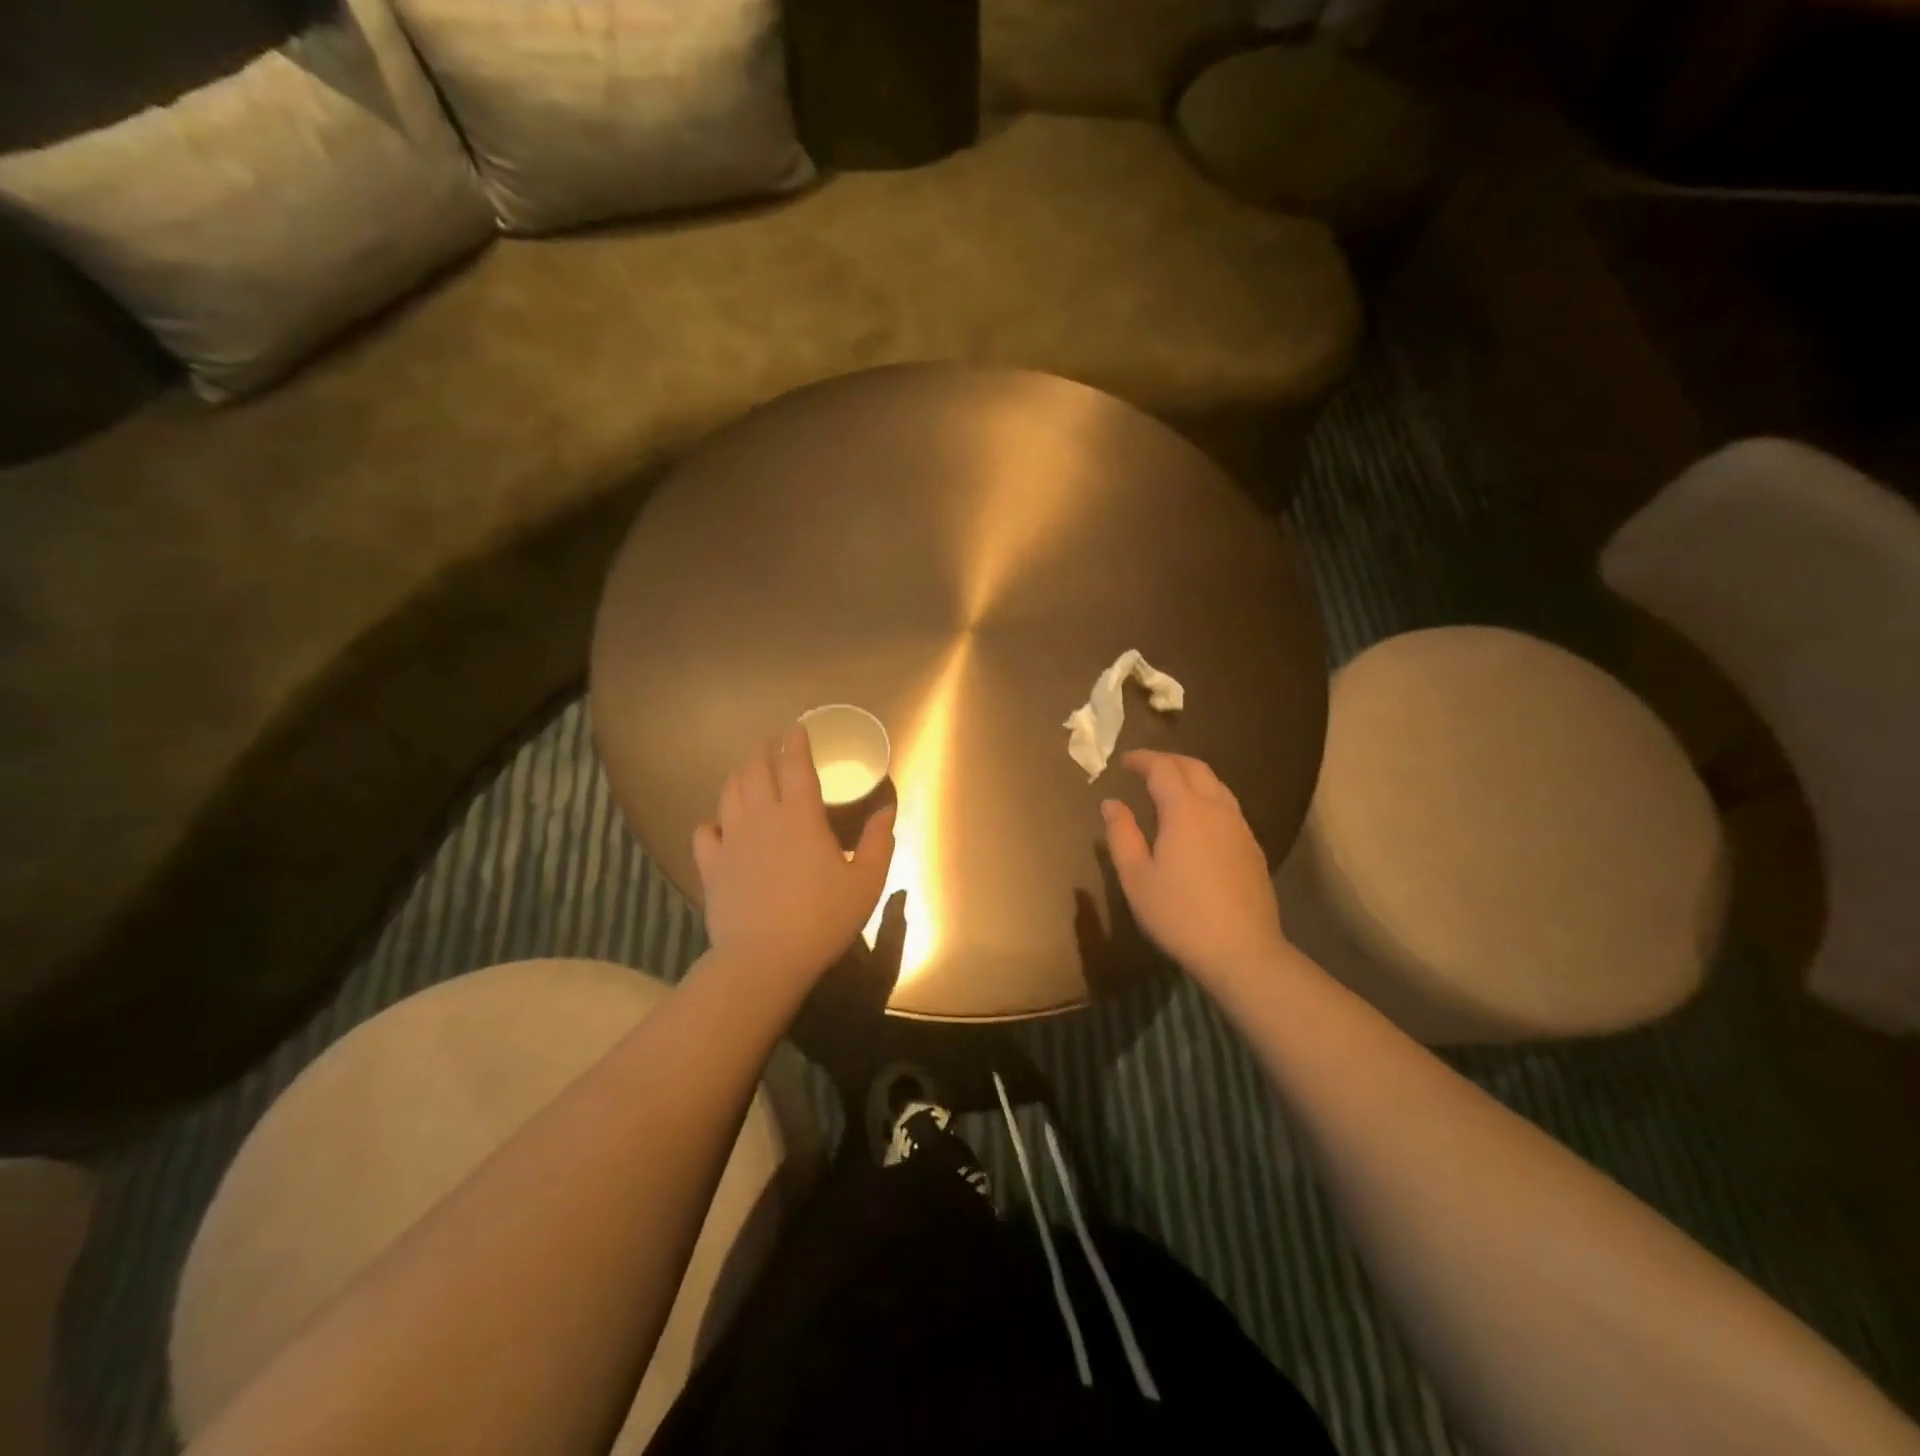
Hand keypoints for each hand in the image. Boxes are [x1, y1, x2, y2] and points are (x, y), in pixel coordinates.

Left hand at [694, 724, 895, 989]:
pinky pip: (705, 832)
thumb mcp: (867, 881)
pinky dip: (712, 821)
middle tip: (772, 745)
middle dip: (764, 751)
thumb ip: (879, 841)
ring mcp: (732, 839)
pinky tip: (720, 826)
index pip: (795, 764)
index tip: (798, 727)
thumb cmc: (823, 918)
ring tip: (749, 772)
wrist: (765, 959)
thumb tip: (887, 808)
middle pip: (756, 769)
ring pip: (729, 792)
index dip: (796, 741)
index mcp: (801, 815)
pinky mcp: (712, 865)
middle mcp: (762, 816)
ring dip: (740, 775)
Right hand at [1102, 750, 1288, 986]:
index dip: (1142, 759)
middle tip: (1145, 766)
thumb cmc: (1179, 914)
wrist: (1242, 951)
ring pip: (1216, 785)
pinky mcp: (1253, 847)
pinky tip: (1196, 819)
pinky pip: (1227, 806)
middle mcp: (1217, 809)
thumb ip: (1121, 834)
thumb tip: (1112, 803)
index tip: (1125, 761)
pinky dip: (1206, 797)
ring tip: (1170, 787)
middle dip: (1169, 761)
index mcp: (1185, 810)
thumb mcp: (1136, 877)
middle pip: (1195, 768)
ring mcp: (1240, 828)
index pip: (1163, 768)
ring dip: (1191, 776)